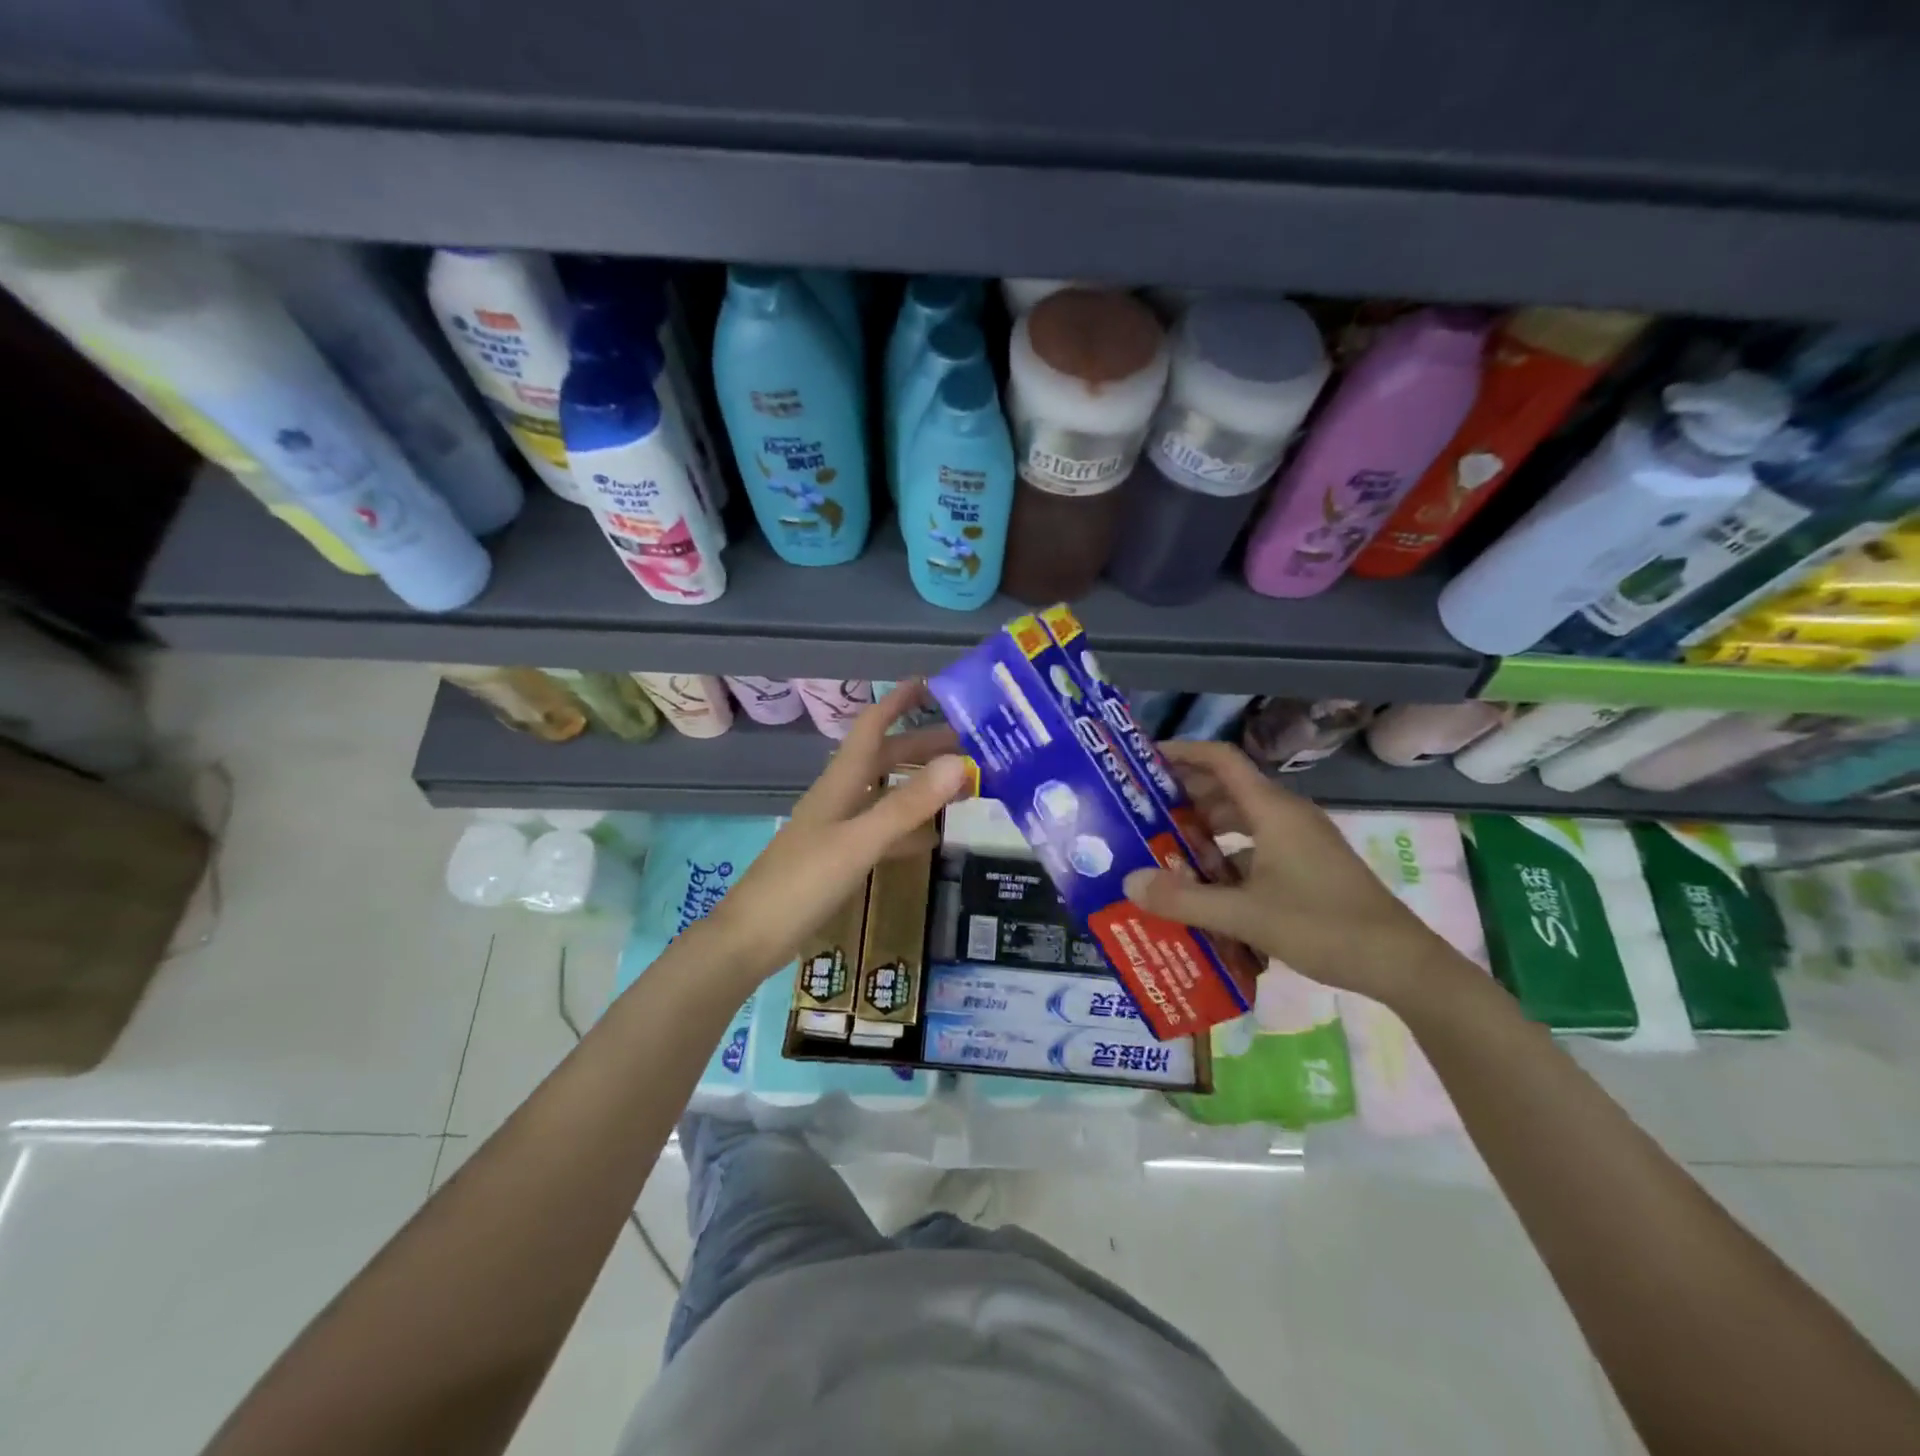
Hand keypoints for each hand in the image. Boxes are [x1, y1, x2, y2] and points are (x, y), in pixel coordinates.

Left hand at [705, 680, 968, 981]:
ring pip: (887, 794)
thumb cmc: (802, 882)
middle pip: (886, 759)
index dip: (898, 701)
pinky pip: (882, 831)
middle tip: (972, 743)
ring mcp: (839, 829)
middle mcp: (841, 797)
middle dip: (925, 746)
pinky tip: (932, 838)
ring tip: (963, 784)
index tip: (934, 683)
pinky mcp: (839, 858)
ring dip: (921, 785)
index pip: (872, 726)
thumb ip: (907, 805)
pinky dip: (908, 828)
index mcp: (841, 782)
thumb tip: (959, 762)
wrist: (752, 937)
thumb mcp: (859, 841)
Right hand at [1121, 740, 1466, 1006]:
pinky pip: (1256, 845)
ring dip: (1204, 828)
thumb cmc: (1323, 927)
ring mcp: (1299, 840)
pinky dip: (1227, 855)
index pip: (1221, 759)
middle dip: (1184, 795)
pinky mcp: (1307, 864)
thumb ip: (1184, 900)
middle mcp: (1286, 815)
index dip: (1182, 753)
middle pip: (1226, 788)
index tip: (1144, 762)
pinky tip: (1205, 885)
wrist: (1400, 963)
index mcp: (1272, 810)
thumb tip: (1129, 883)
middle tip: (1141, 811)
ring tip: (1164, 847)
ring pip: (1241, 819)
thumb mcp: (1245, 915)